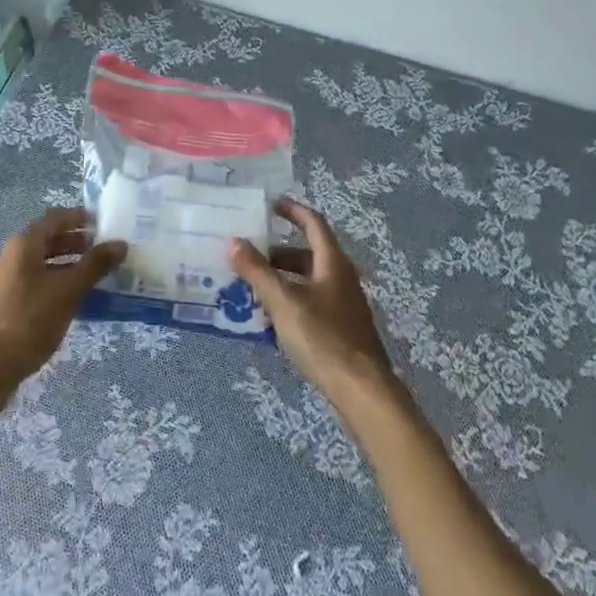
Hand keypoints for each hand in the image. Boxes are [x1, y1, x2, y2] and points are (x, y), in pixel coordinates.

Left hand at [0, 207, 124, 417]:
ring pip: (47, 262)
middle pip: (51, 239)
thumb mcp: (67, 290)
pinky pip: (42, 282)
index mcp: (25, 243)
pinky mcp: (12, 303)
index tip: (107, 223)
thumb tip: (120, 243)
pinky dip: (61, 283)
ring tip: (100, 275)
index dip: (81, 217)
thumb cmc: (28, 320)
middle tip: (108, 250)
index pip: (57, 217)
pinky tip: (80, 300)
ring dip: (72, 264)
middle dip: (79, 242)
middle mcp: (16, 255)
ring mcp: (12, 280)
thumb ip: (94, 265)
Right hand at [229, 198, 401, 410]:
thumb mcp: (283, 301)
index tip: (269, 204)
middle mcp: (341, 278)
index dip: (292, 210)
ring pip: (307, 281)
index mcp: (332, 262)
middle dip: (277, 252)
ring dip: (281, 278)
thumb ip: (257, 270)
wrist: (362, 391)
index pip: (312, 223)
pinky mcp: (341, 330)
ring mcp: (343, 305)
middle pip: (307, 254)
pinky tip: (270, 318)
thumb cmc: (323, 337)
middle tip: (248, 254)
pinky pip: (310, 303)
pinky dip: (289, 300)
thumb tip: (233, 240)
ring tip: (251, 286)